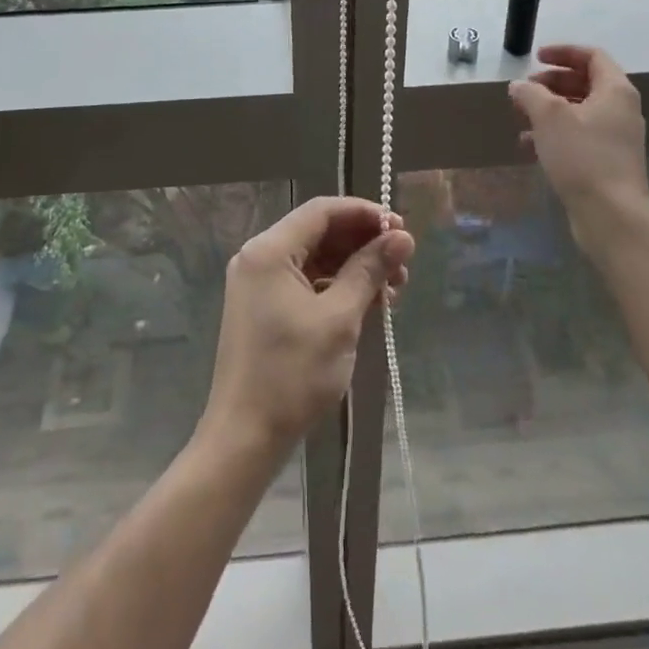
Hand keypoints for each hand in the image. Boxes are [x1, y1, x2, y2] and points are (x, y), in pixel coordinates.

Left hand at [202, 197, 413, 455]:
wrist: (245, 438)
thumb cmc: (292, 374)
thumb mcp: (339, 318)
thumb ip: (370, 270)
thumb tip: (402, 237)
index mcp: (269, 250)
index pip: (322, 210)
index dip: (365, 213)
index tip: (401, 229)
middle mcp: (260, 257)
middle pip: (319, 232)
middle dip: (363, 242)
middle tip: (403, 262)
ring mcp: (260, 283)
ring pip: (316, 258)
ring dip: (355, 266)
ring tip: (394, 288)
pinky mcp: (265, 307)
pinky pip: (307, 281)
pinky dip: (337, 286)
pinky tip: (369, 303)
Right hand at [509, 44, 648, 242]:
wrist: (611, 215)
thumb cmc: (582, 156)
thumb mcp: (549, 117)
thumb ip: (531, 94)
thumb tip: (519, 86)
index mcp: (615, 91)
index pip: (592, 56)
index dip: (563, 52)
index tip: (535, 58)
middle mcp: (621, 110)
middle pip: (586, 82)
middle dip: (552, 82)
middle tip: (526, 88)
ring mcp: (616, 138)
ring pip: (580, 111)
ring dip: (550, 109)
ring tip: (522, 116)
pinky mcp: (608, 162)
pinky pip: (579, 136)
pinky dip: (555, 133)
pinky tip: (529, 146)